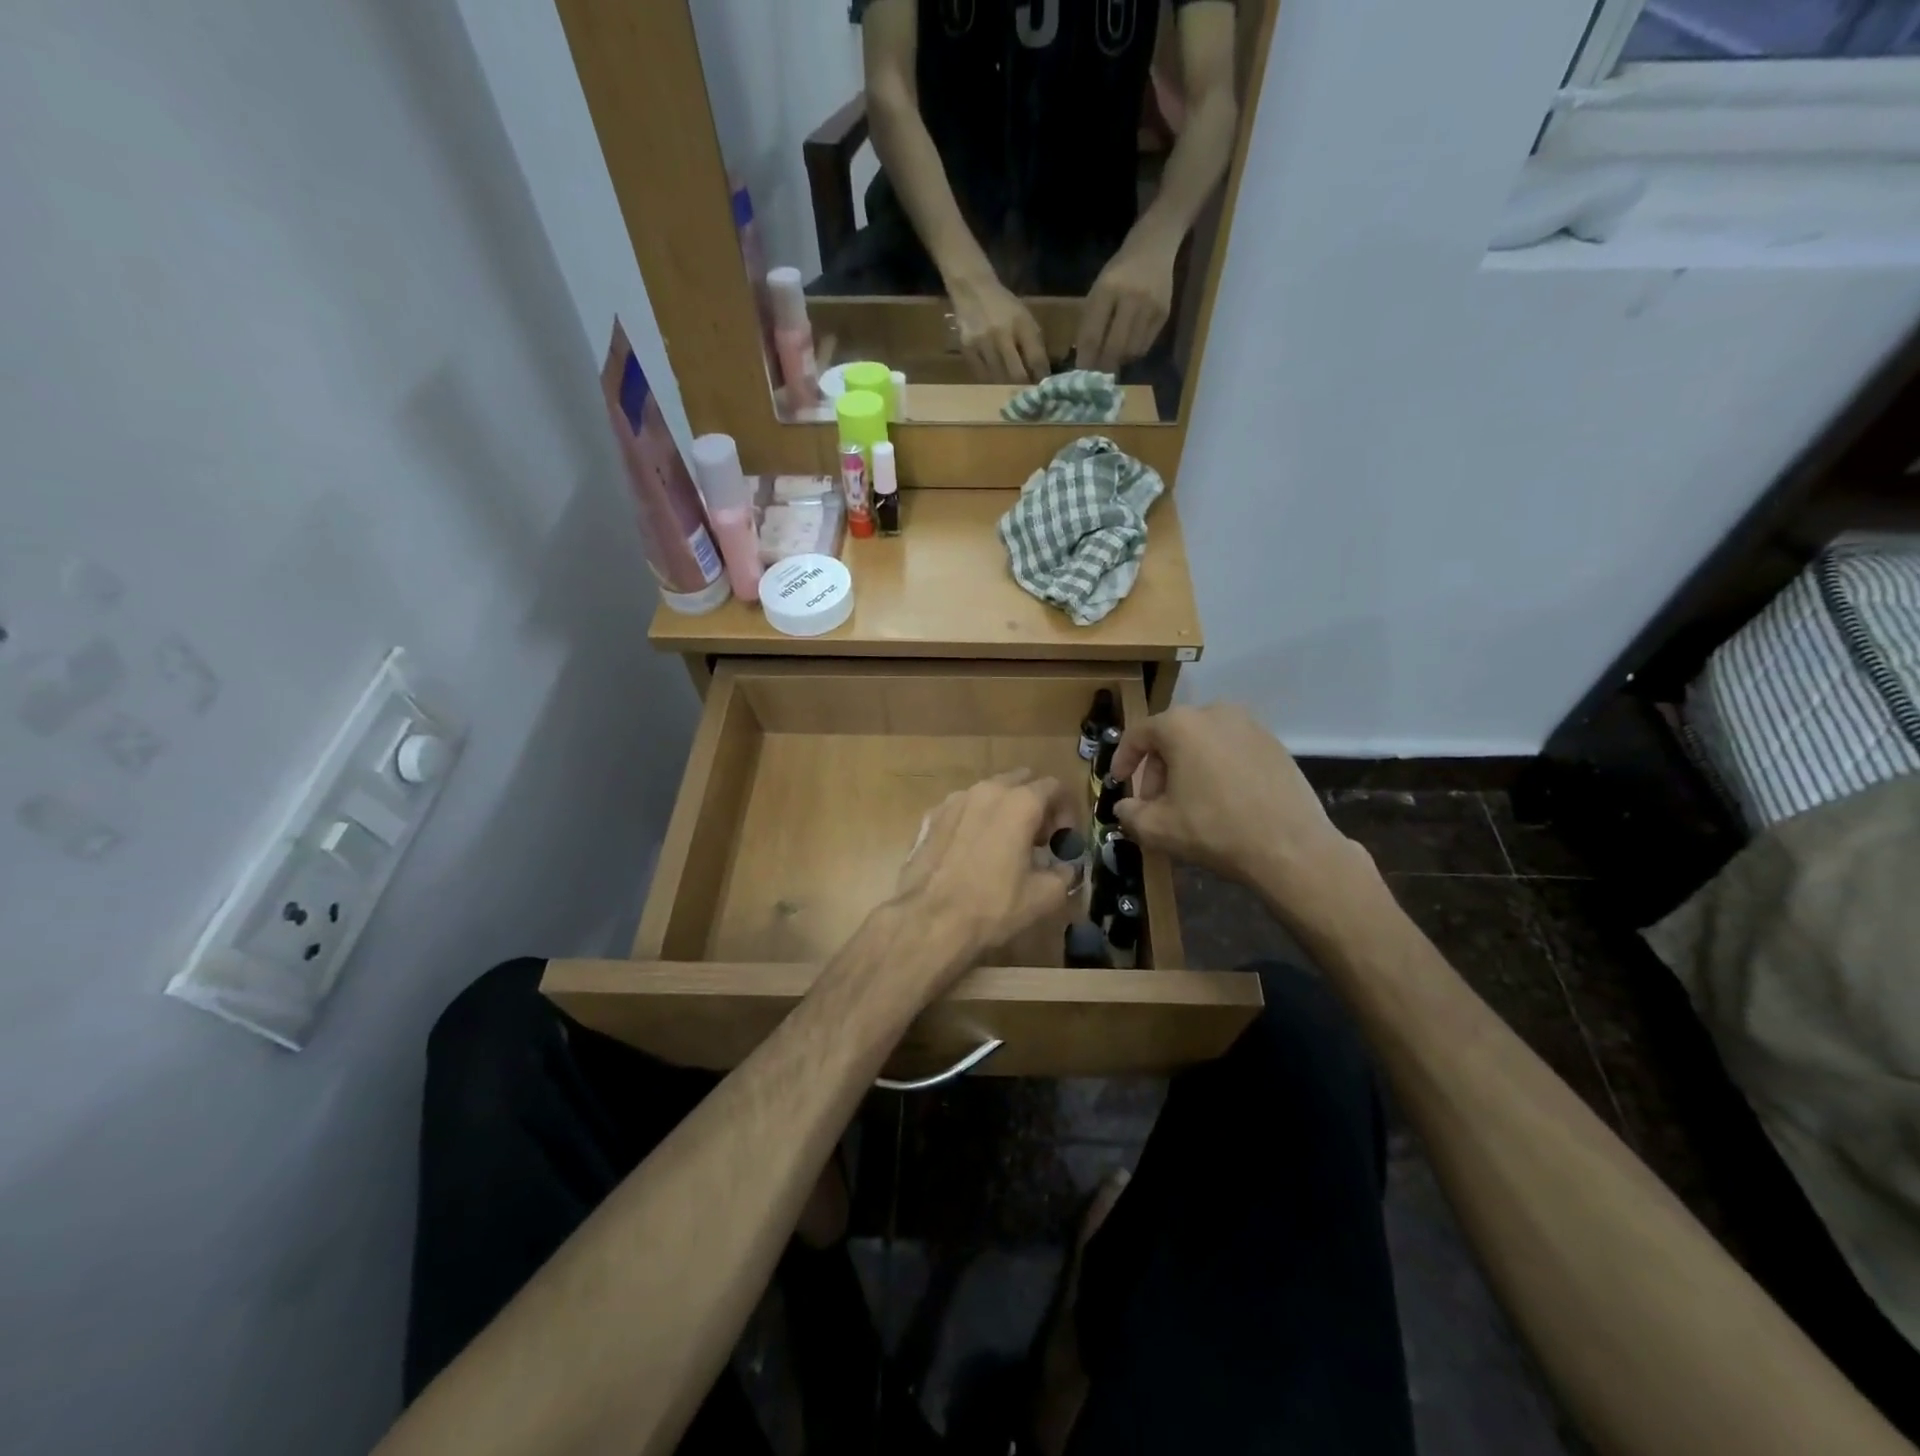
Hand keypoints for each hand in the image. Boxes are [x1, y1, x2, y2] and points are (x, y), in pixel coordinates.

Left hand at [894, 769, 1077, 981]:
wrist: (929, 919)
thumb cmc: (992, 906)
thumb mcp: (1044, 896)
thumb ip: (1065, 873)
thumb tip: (1066, 867)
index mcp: (1020, 803)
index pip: (1054, 787)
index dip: (1065, 812)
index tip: (1061, 841)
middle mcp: (987, 790)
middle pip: (1021, 782)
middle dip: (1035, 804)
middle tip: (1037, 840)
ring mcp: (955, 800)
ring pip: (990, 793)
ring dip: (1004, 810)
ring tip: (1004, 845)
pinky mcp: (931, 815)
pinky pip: (963, 808)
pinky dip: (975, 820)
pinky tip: (972, 851)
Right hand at [948, 272, 1048, 383]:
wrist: (972, 289)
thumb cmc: (1003, 305)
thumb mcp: (1023, 317)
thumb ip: (1033, 342)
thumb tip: (1040, 372)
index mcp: (1021, 324)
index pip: (1035, 358)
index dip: (1041, 376)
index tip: (1043, 386)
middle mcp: (1002, 334)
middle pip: (1016, 374)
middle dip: (1023, 386)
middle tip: (1026, 393)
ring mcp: (982, 343)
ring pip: (998, 378)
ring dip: (1006, 386)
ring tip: (1011, 388)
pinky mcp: (967, 349)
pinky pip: (981, 375)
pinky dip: (990, 380)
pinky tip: (994, 380)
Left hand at [1075, 237, 1175, 373]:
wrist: (1154, 246)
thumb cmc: (1119, 271)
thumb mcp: (1097, 290)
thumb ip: (1090, 322)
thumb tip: (1085, 360)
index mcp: (1107, 290)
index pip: (1093, 336)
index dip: (1086, 359)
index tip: (1081, 374)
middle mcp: (1131, 298)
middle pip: (1114, 348)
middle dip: (1103, 366)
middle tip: (1097, 375)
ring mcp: (1150, 307)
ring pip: (1131, 351)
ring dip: (1119, 361)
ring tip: (1112, 360)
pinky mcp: (1164, 314)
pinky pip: (1145, 346)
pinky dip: (1133, 353)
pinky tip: (1127, 348)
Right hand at [1110, 704, 1371, 924]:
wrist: (1291, 848)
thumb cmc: (1215, 830)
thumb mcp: (1158, 828)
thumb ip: (1129, 813)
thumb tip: (1124, 807)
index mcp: (1181, 724)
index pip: (1138, 735)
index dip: (1122, 760)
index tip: (1118, 783)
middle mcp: (1215, 712)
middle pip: (1171, 737)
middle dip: (1157, 769)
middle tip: (1155, 803)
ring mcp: (1249, 724)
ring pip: (1202, 742)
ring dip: (1186, 768)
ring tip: (1188, 804)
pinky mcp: (1274, 743)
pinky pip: (1230, 749)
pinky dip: (1216, 768)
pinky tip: (1220, 800)